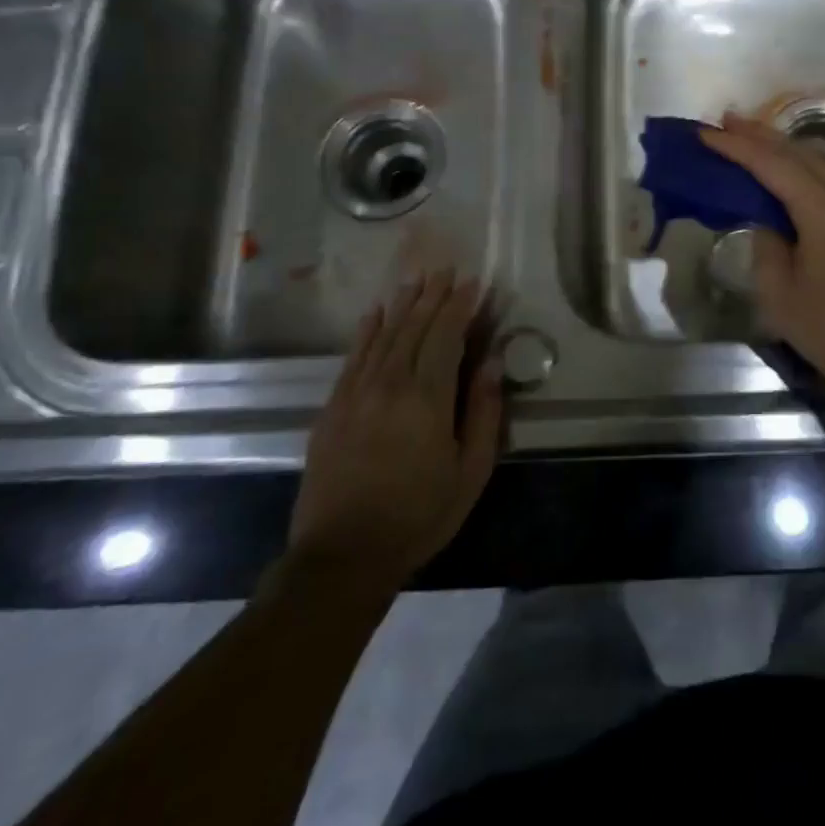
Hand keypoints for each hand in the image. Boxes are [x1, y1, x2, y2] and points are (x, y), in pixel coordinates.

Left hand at [288, 270, 503, 584]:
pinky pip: (354, 356)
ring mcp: (356, 394)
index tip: (474, 282)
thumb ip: (483, 412)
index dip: (460, 306)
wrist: (342, 556)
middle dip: (433, 296)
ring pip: (383, 335)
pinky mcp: (333, 408)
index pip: (446, 336)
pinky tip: (374, 312)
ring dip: (402, 304)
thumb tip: (491, 361)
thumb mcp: (470, 472)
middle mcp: (389, 385)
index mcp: (427, 399)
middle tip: (447, 269)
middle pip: (414, 328)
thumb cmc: (419, 516)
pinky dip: (367, 330)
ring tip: (417, 280)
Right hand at [701, 114, 824, 418]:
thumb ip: (766, 242)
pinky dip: (797, 165)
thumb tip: (766, 218)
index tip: (706, 133)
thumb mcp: (778, 290)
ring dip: (778, 147)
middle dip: (757, 135)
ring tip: (744, 135)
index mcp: (823, 211)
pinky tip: (779, 166)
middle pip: (796, 152)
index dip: (737, 147)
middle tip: (723, 121)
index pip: (773, 165)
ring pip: (814, 160)